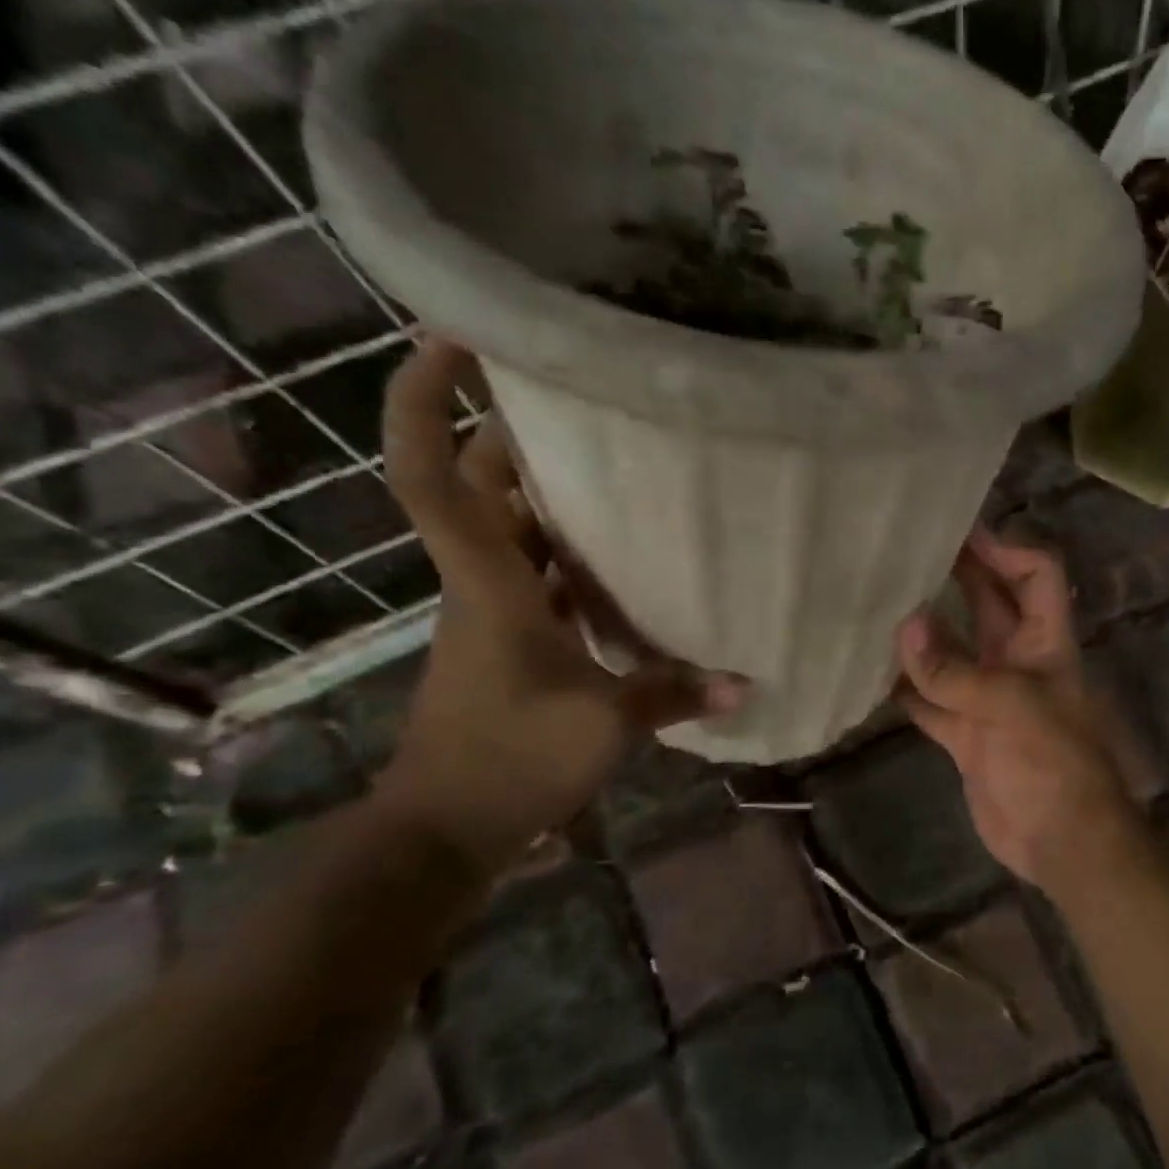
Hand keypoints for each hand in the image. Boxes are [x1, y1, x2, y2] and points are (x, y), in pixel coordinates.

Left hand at [376, 339, 744, 873]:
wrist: (447, 829)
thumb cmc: (510, 758)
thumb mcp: (604, 724)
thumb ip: (675, 694)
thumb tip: (743, 682)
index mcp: (488, 582)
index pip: (429, 473)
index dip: (425, 400)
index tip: (454, 339)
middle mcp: (482, 583)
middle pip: (479, 487)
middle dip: (515, 435)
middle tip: (587, 402)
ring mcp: (496, 614)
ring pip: (513, 532)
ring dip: (551, 497)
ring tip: (623, 467)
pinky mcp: (514, 644)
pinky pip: (541, 581)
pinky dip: (573, 562)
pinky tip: (627, 563)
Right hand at [895, 527, 1138, 887]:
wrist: (1060, 841)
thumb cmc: (1053, 764)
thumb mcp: (1010, 707)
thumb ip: (955, 671)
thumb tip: (905, 626)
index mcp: (1044, 642)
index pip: (1036, 574)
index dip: (1005, 548)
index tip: (957, 533)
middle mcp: (1017, 661)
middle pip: (988, 604)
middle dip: (955, 576)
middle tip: (902, 551)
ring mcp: (989, 698)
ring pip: (952, 652)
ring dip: (921, 634)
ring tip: (874, 603)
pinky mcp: (965, 734)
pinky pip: (930, 701)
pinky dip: (905, 690)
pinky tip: (869, 675)